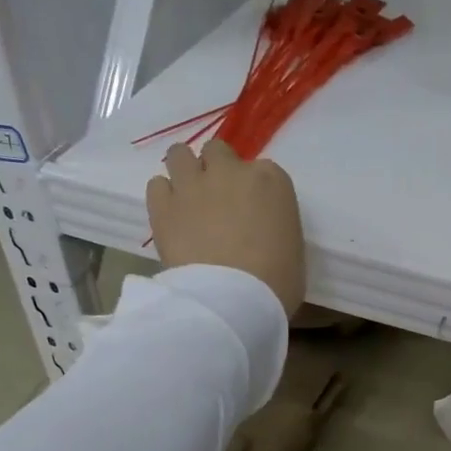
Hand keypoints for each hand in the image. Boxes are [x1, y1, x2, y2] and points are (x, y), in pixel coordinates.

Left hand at [146, 139, 305, 316]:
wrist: (233, 299)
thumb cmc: (276, 282)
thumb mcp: (293, 250)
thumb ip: (276, 228)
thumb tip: (261, 235)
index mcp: (271, 181)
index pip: (262, 170)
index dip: (253, 189)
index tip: (252, 211)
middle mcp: (231, 172)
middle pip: (218, 152)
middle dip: (216, 170)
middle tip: (217, 201)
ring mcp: (193, 185)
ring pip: (180, 155)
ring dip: (184, 172)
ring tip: (187, 200)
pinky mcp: (163, 205)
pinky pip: (157, 185)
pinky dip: (163, 197)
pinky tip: (171, 217)